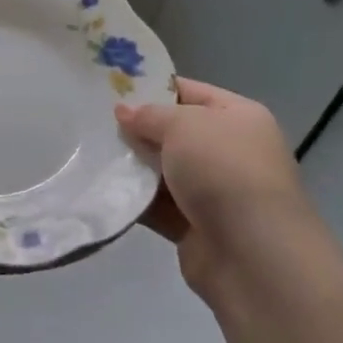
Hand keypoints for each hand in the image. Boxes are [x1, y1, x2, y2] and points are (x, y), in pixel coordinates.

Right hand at [115, 78, 342, 309]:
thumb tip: (124, 112)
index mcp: (238, 117)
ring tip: (88, 152)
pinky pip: (157, 205)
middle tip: (93, 121)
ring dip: (132, 165)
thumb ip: (149, 115)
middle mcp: (229, 151)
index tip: (110, 88)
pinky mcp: (194, 226)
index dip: (152, 88)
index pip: (189, 92)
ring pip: (162, 170)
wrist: (254, 254)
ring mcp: (213, 191)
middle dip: (136, 129)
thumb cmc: (223, 170)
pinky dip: (134, 199)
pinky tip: (102, 188)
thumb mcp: (183, 126)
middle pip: (173, 132)